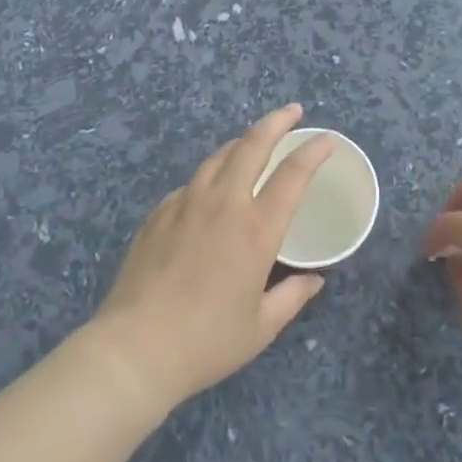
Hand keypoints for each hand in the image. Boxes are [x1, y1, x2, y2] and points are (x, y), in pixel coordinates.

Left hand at [88, 105, 333, 412]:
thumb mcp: (261, 327)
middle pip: (253, 144)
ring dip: (242, 142)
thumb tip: (314, 280)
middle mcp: (224, 204)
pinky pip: (192, 182)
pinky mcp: (159, 212)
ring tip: (254, 142)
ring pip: (219, 156)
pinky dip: (211, 175)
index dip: (313, 151)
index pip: (293, 174)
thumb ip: (292, 297)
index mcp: (256, 229)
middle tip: (293, 112)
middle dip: (277, 121)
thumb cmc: (206, 341)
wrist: (135, 349)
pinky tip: (211, 191)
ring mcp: (186, 203)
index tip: (326, 139)